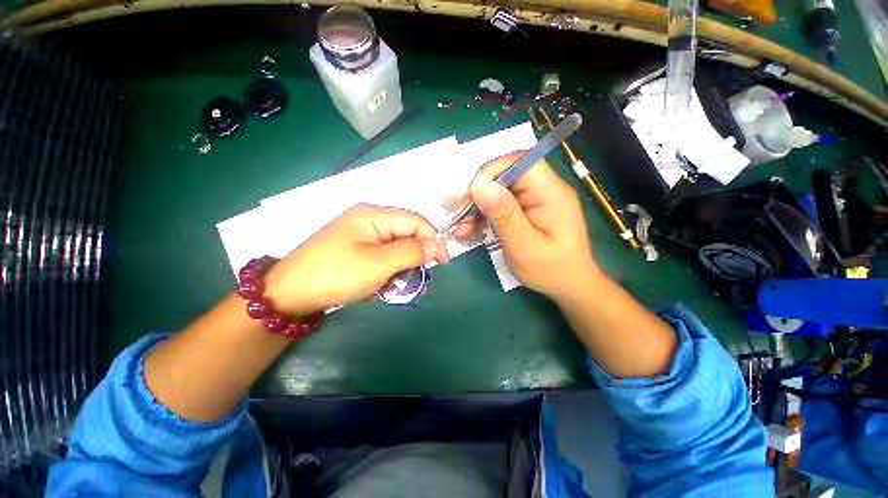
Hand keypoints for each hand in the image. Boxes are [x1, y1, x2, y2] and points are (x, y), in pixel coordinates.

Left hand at [263, 204, 449, 315]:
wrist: (289, 295)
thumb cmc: (337, 275)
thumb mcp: (379, 263)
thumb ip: (411, 252)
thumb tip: (437, 246)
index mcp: (374, 215)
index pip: (415, 221)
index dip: (433, 240)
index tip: (442, 263)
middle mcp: (369, 220)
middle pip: (405, 234)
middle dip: (417, 257)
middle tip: (422, 280)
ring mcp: (360, 236)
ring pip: (395, 248)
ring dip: (403, 268)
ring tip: (405, 288)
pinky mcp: (355, 250)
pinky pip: (381, 257)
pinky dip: (389, 271)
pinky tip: (387, 287)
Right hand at [455, 152, 598, 300]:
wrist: (569, 286)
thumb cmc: (550, 270)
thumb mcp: (523, 245)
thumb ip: (502, 214)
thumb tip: (478, 185)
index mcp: (550, 192)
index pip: (519, 162)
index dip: (491, 172)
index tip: (470, 195)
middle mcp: (543, 190)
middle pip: (505, 177)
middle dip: (478, 196)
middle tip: (460, 218)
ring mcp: (534, 200)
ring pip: (499, 193)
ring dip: (477, 209)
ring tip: (462, 230)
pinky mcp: (527, 211)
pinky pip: (501, 206)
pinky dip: (484, 217)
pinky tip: (471, 231)